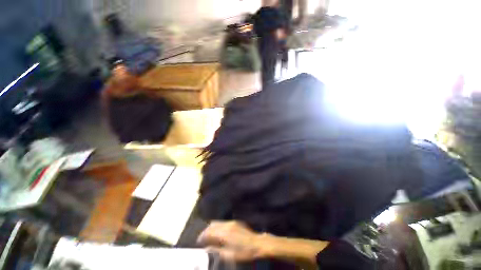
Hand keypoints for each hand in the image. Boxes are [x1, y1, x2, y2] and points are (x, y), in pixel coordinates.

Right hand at [197, 221, 263, 261]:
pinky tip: (218, 233)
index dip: (202, 236)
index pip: (209, 232)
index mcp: (224, 233)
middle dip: (205, 231)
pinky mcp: (235, 222)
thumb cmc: (243, 252)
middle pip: (212, 225)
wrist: (257, 243)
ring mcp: (232, 222)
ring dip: (211, 228)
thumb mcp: (229, 255)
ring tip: (209, 236)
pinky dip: (218, 226)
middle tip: (202, 239)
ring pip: (217, 222)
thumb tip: (206, 249)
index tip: (198, 242)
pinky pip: (223, 222)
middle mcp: (227, 225)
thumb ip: (216, 251)